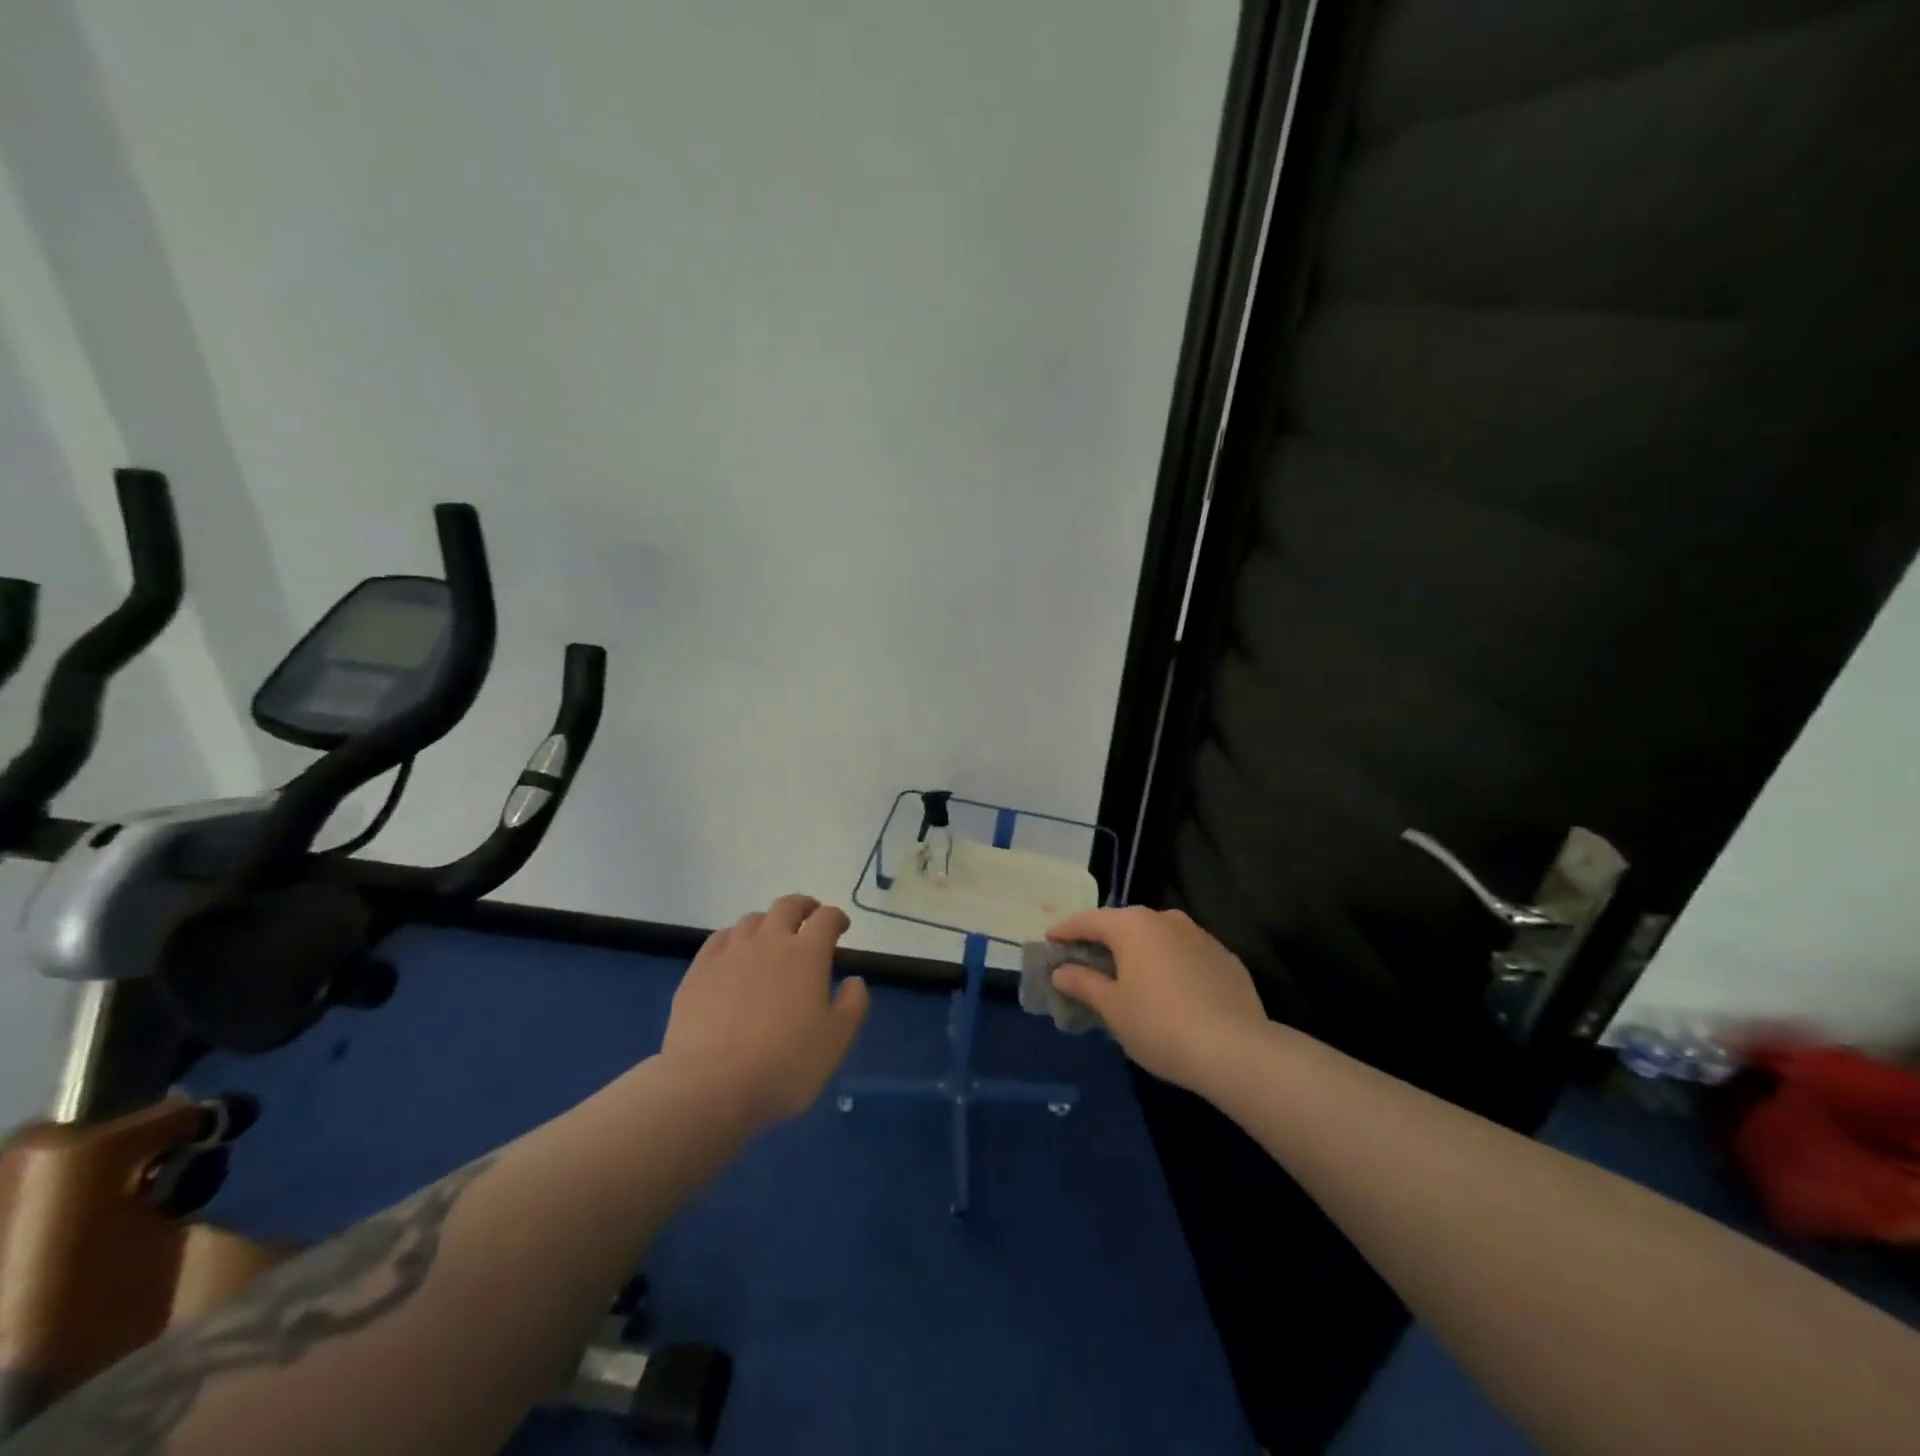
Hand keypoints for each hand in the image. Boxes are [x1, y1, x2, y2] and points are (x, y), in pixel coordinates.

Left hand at [662, 895, 869, 1127]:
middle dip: (804, 907)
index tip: (841, 929)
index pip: (826, 918)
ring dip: (768, 923)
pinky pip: (719, 939)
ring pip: (752, 920)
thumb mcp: (836, 1041)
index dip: (837, 918)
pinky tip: (734, 955)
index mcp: (807, 954)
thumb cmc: (784, 1064)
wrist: (710, 1086)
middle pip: (787, 906)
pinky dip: (735, 938)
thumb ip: (853, 1004)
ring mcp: (730, 953)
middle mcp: (769, 941)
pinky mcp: (699, 971)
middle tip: (810, 918)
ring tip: (772, 940)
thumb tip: (853, 980)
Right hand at [1046, 906, 1266, 1092]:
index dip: (1066, 930)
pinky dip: (1168, 964)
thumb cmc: (1160, 1025)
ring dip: (1138, 951)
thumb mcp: (1112, 1008)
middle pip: (1124, 924)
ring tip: (1127, 974)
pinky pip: (1185, 954)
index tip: (1050, 939)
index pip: (1089, 920)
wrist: (1236, 1050)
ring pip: (1158, 937)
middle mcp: (1166, 919)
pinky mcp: (1225, 958)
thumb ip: (1083, 983)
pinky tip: (1167, 989)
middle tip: (1085, 958)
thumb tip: (1061, 971)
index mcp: (1133, 926)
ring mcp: (1200, 936)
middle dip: (1103, 939)